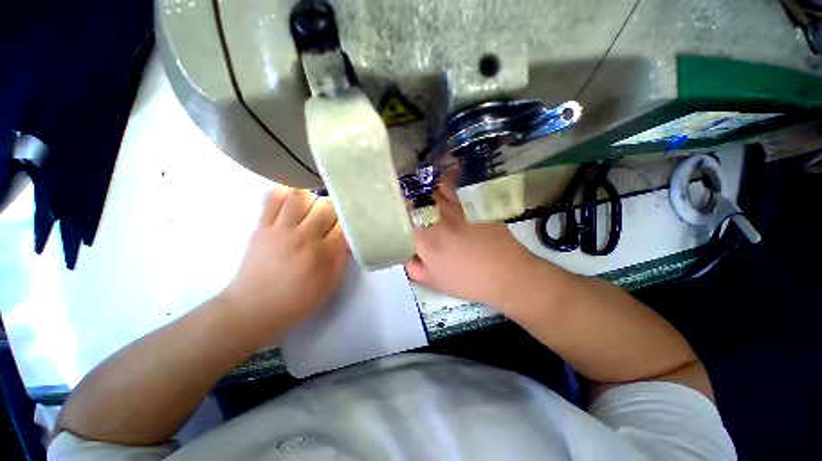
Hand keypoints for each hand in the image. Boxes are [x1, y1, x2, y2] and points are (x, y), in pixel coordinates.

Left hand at [220, 187, 348, 332]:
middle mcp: (304, 237)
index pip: (345, 224)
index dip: (349, 222)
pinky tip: (291, 202)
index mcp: (324, 254)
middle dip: (334, 209)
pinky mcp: (261, 226)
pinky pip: (272, 197)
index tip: (349, 224)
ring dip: (312, 199)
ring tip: (312, 209)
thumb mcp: (330, 284)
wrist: (254, 308)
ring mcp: (280, 230)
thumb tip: (349, 237)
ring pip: (301, 195)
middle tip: (332, 218)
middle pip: (326, 206)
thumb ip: (342, 258)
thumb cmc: (298, 300)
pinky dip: (285, 193)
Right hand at [405, 180, 542, 308]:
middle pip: (417, 197)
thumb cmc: (468, 281)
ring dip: (428, 188)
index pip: (402, 216)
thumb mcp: (435, 282)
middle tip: (410, 201)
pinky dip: (447, 186)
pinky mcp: (474, 204)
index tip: (397, 213)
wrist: (507, 275)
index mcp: (425, 238)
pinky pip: (457, 189)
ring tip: (427, 192)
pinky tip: (447, 189)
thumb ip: (414, 269)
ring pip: (436, 188)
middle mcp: (438, 218)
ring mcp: (458, 208)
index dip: (397, 212)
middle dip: (410, 198)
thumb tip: (408, 256)